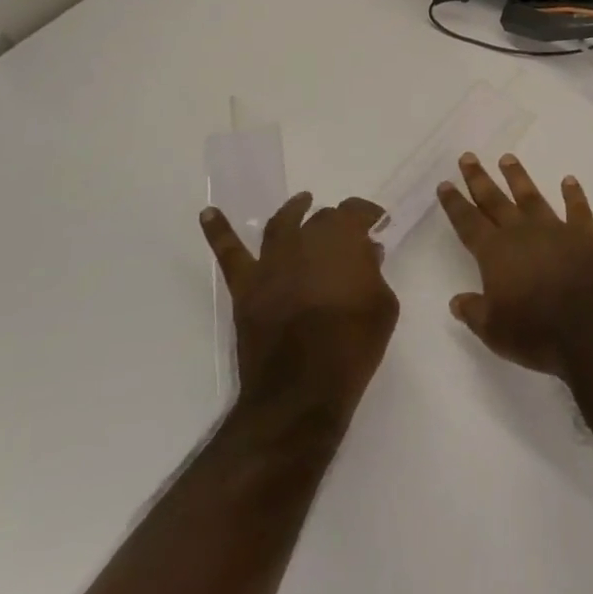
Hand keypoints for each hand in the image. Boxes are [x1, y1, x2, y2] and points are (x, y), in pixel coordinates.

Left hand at [201, 194, 398, 424]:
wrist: (302, 391)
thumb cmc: (353, 347)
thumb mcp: (383, 307)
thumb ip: (375, 274)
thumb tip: (367, 254)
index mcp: (343, 242)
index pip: (356, 213)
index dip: (367, 215)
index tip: (377, 224)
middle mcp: (306, 241)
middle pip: (321, 220)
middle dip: (337, 222)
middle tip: (347, 232)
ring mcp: (272, 263)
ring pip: (281, 225)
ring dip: (293, 210)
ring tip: (301, 202)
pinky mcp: (246, 287)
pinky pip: (230, 254)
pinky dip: (219, 231)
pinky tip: (208, 214)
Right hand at [437, 154, 592, 376]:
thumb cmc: (537, 332)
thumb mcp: (495, 331)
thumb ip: (474, 311)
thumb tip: (457, 300)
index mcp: (495, 253)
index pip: (468, 223)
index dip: (455, 204)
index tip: (445, 183)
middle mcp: (522, 233)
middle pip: (495, 200)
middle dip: (479, 179)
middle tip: (468, 157)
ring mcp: (555, 229)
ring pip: (531, 196)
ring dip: (518, 178)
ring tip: (507, 158)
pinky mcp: (586, 234)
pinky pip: (577, 209)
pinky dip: (573, 195)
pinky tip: (569, 181)